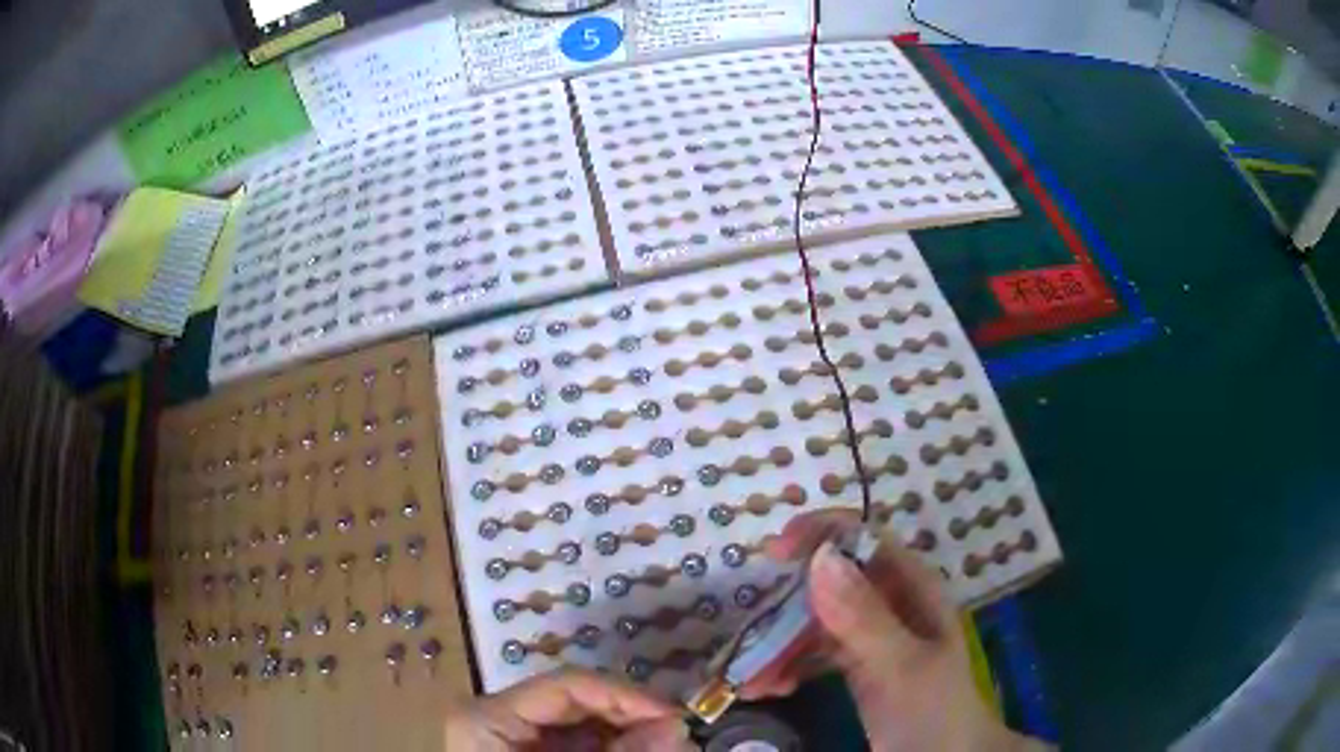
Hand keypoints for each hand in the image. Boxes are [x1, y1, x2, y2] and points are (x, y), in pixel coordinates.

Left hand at [443, 667, 692, 750]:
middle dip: (632, 717)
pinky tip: (642, 751)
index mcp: (490, 716)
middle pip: (578, 702)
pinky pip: (581, 743)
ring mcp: (516, 737)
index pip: (568, 684)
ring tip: (668, 746)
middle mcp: (501, 717)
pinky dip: (615, 748)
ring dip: (629, 733)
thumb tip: (678, 728)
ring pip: (584, 722)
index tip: (675, 716)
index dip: (626, 695)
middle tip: (679, 735)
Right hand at [744, 510, 1037, 751]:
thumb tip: (821, 556)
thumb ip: (864, 616)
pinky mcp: (856, 664)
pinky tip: (771, 688)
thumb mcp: (901, 665)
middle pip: (830, 583)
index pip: (864, 539)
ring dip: (780, 645)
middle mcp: (890, 603)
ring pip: (816, 621)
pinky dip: (790, 666)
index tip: (772, 555)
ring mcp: (872, 635)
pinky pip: (815, 653)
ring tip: (752, 682)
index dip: (819, 535)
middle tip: (748, 636)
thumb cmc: (934, 710)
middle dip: (786, 608)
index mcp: (912, 587)